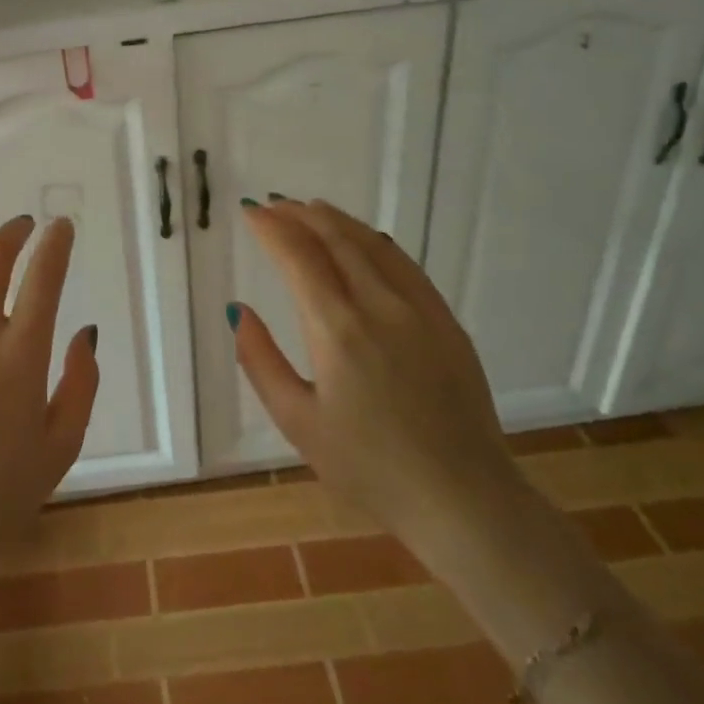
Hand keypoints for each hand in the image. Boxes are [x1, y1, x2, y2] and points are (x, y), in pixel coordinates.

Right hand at [231, 199, 524, 570]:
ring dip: (337, 221)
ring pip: (373, 244)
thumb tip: (240, 310)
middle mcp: (380, 306)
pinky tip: (364, 241)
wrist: (463, 500)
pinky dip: (375, 242)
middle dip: (300, 215)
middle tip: (274, 204)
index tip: (250, 212)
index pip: (298, 257)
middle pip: (336, 239)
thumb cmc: (370, 468)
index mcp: (338, 330)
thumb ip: (260, 361)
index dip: (271, 228)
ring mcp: (420, 310)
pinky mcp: (447, 322)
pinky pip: (405, 265)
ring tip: (311, 209)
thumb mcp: (298, 422)